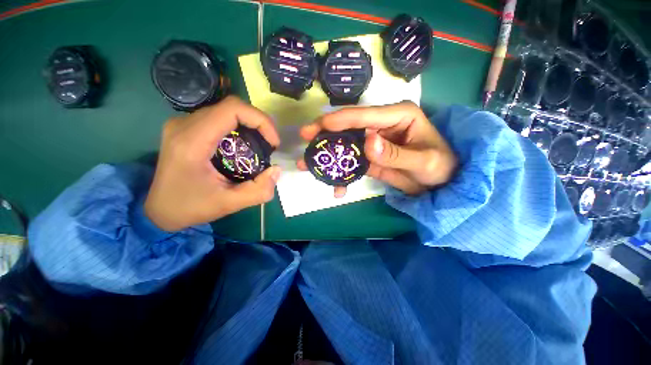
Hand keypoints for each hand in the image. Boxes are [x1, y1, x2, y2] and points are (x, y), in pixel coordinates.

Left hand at [145, 96, 280, 231]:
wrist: (159, 209)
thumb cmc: (190, 207)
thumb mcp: (228, 204)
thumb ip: (258, 191)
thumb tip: (277, 170)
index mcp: (192, 141)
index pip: (232, 109)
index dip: (260, 120)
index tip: (273, 142)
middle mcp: (184, 124)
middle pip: (231, 107)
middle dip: (259, 123)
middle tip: (271, 145)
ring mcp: (183, 124)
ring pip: (226, 111)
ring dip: (250, 125)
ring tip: (261, 145)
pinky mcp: (187, 128)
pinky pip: (219, 118)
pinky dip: (239, 128)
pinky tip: (244, 145)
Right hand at [297, 101, 456, 196]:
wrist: (442, 183)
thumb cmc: (440, 166)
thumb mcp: (423, 162)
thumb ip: (395, 154)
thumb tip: (367, 142)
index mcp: (398, 115)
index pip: (364, 115)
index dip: (339, 120)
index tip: (317, 127)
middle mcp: (382, 124)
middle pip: (349, 126)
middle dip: (326, 134)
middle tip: (305, 140)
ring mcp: (374, 141)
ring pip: (346, 145)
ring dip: (329, 156)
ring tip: (309, 165)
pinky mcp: (370, 156)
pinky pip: (352, 162)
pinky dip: (343, 173)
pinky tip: (337, 186)